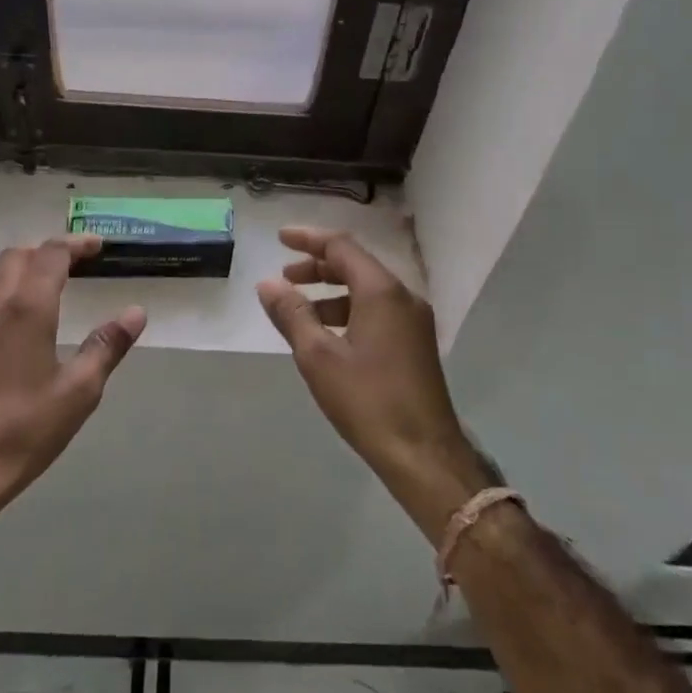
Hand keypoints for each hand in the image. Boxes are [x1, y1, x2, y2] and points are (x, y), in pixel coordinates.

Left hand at [0, 235, 144, 517]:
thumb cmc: (26, 429)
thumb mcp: (80, 390)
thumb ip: (107, 345)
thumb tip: (136, 312)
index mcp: (27, 310)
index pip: (50, 255)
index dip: (75, 244)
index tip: (97, 246)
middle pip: (15, 257)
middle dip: (46, 250)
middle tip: (74, 261)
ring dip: (19, 269)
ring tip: (44, 284)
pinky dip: (2, 295)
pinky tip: (16, 325)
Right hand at [256, 227, 490, 536]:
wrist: (423, 454)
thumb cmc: (367, 401)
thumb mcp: (318, 357)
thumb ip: (292, 314)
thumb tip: (268, 284)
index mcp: (382, 292)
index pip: (342, 247)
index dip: (309, 239)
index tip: (280, 238)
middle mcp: (403, 298)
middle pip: (356, 265)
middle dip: (318, 266)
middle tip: (285, 277)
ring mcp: (414, 321)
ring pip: (367, 290)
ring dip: (331, 291)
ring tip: (299, 308)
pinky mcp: (415, 344)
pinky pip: (377, 310)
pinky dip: (348, 310)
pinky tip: (327, 334)